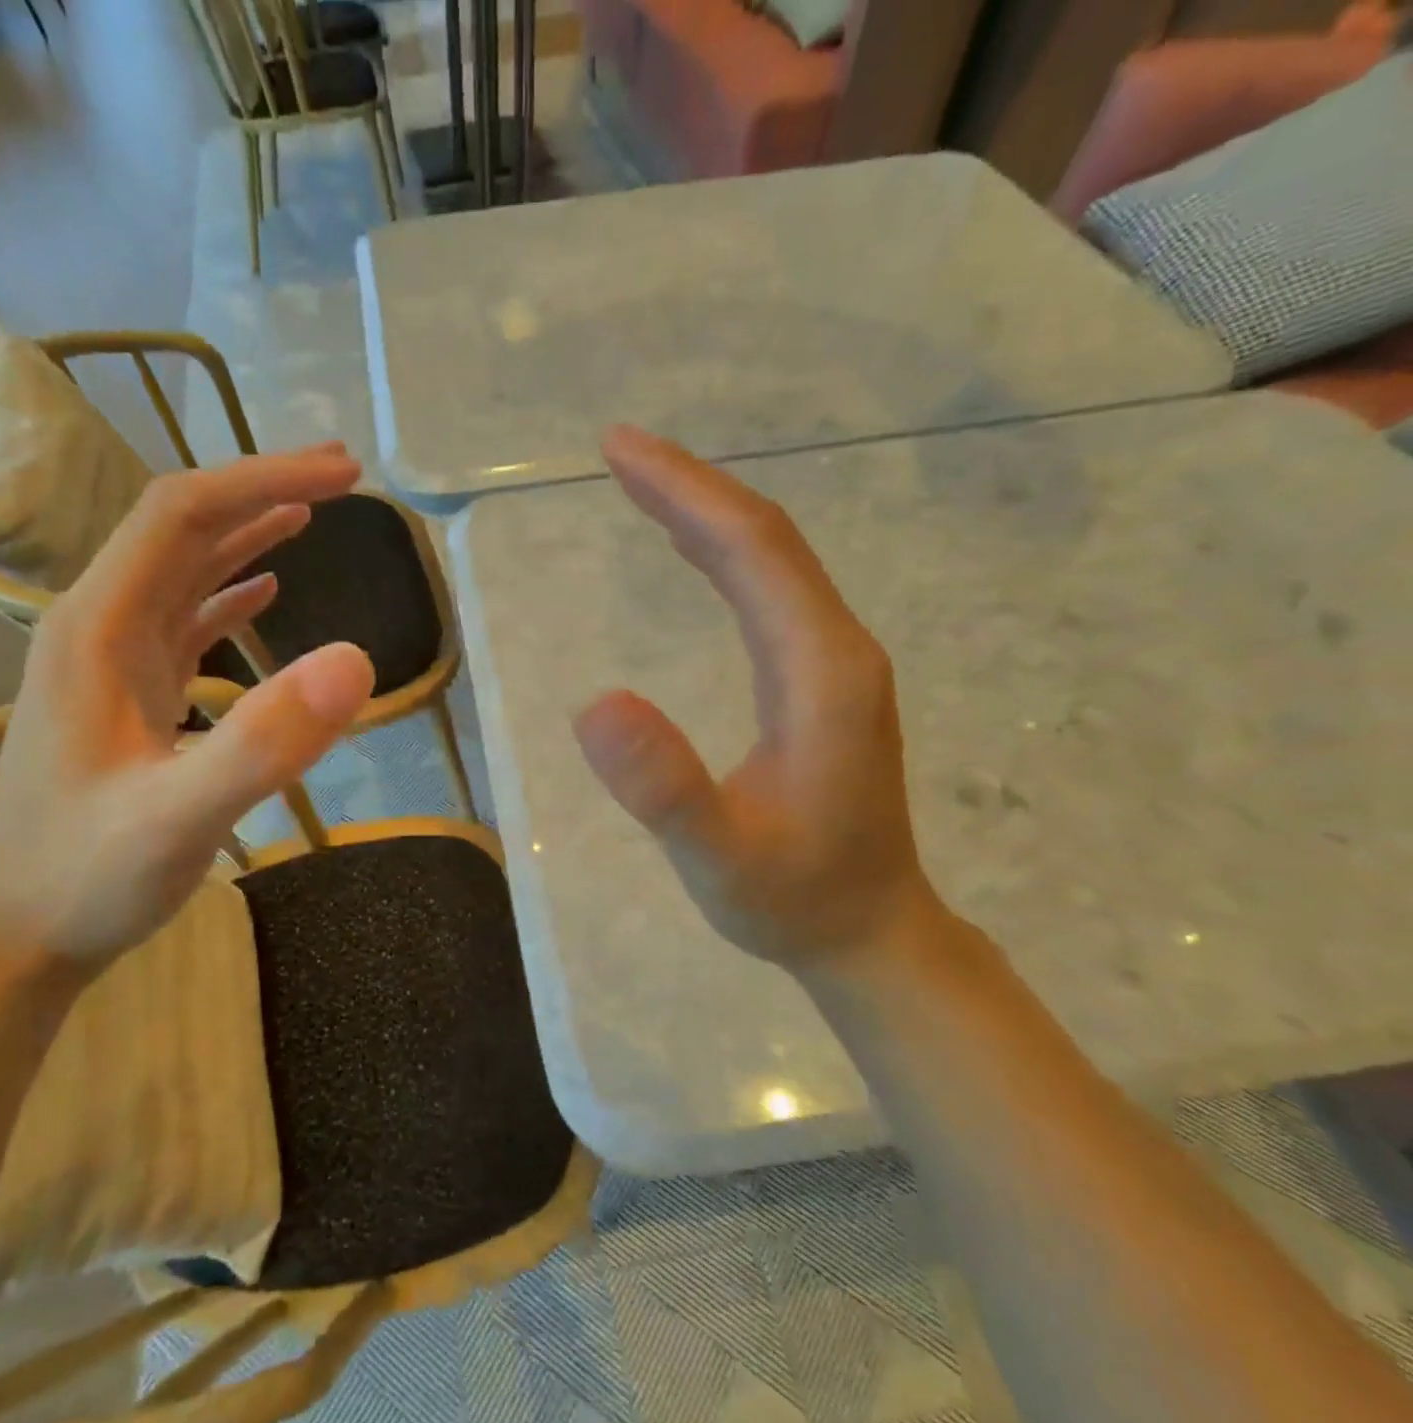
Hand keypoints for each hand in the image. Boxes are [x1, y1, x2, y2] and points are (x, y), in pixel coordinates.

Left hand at [0, 445, 374, 983]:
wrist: (13, 938)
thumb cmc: (85, 879)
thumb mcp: (179, 818)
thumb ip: (265, 741)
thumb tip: (355, 659)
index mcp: (98, 628)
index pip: (181, 513)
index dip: (262, 479)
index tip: (345, 474)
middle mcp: (97, 627)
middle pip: (180, 527)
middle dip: (261, 489)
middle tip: (344, 476)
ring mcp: (110, 662)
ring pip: (181, 569)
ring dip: (245, 533)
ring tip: (310, 510)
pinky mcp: (126, 697)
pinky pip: (181, 620)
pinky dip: (228, 593)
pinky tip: (263, 591)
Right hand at [572, 427, 946, 976]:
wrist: (869, 932)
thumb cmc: (792, 899)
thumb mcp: (719, 859)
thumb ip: (665, 789)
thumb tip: (594, 703)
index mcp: (821, 672)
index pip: (754, 552)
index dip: (687, 493)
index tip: (620, 450)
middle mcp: (838, 649)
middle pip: (765, 541)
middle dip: (691, 487)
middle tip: (619, 449)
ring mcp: (834, 664)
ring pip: (770, 562)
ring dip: (705, 514)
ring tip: (643, 484)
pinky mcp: (820, 682)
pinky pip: (768, 594)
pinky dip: (722, 556)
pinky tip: (691, 552)